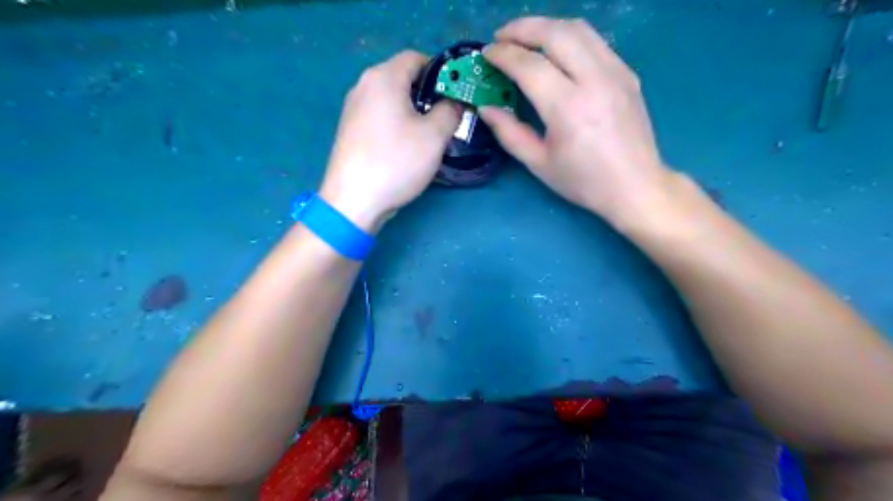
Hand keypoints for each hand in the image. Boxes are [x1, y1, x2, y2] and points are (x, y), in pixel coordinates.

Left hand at [322, 48, 458, 232]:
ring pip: (391, 99)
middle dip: (428, 94)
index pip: (417, 58)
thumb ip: (451, 111)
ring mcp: (353, 108)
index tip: (456, 96)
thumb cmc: (396, 162)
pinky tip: (405, 147)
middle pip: (402, 77)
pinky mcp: (350, 130)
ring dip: (413, 111)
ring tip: (428, 135)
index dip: (441, 72)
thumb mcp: (434, 136)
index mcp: (383, 77)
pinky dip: (396, 123)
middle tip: (446, 118)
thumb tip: (454, 103)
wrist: (353, 200)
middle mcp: (363, 85)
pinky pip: (379, 116)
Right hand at [482, 16, 676, 224]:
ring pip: (578, 29)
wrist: (635, 185)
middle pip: (555, 33)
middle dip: (522, 28)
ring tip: (526, 37)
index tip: (486, 53)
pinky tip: (556, 51)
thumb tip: (486, 108)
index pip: (530, 66)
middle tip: (501, 36)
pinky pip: (594, 42)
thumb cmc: (583, 181)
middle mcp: (594, 81)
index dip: (503, 55)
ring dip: (546, 26)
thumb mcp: (539, 163)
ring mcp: (616, 73)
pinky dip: (569, 37)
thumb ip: (509, 133)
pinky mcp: (627, 73)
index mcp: (568, 109)